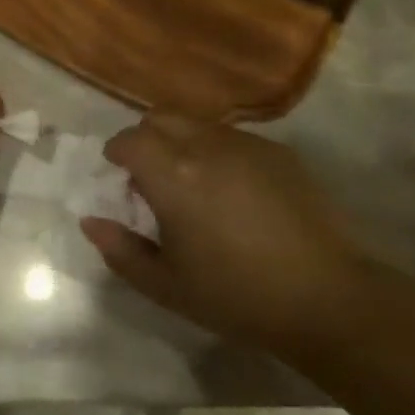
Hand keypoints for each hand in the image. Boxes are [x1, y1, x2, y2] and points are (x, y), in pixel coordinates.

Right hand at [81, 115, 366, 355]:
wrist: (324, 297)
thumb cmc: (236, 295)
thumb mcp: (166, 285)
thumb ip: (121, 250)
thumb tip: (90, 222)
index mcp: (174, 174)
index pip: (130, 139)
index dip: (117, 152)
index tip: (119, 174)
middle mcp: (207, 145)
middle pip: (162, 117)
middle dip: (147, 138)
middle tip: (151, 177)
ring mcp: (248, 144)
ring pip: (200, 125)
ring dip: (184, 143)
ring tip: (195, 185)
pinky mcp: (280, 152)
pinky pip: (235, 139)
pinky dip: (219, 153)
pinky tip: (235, 193)